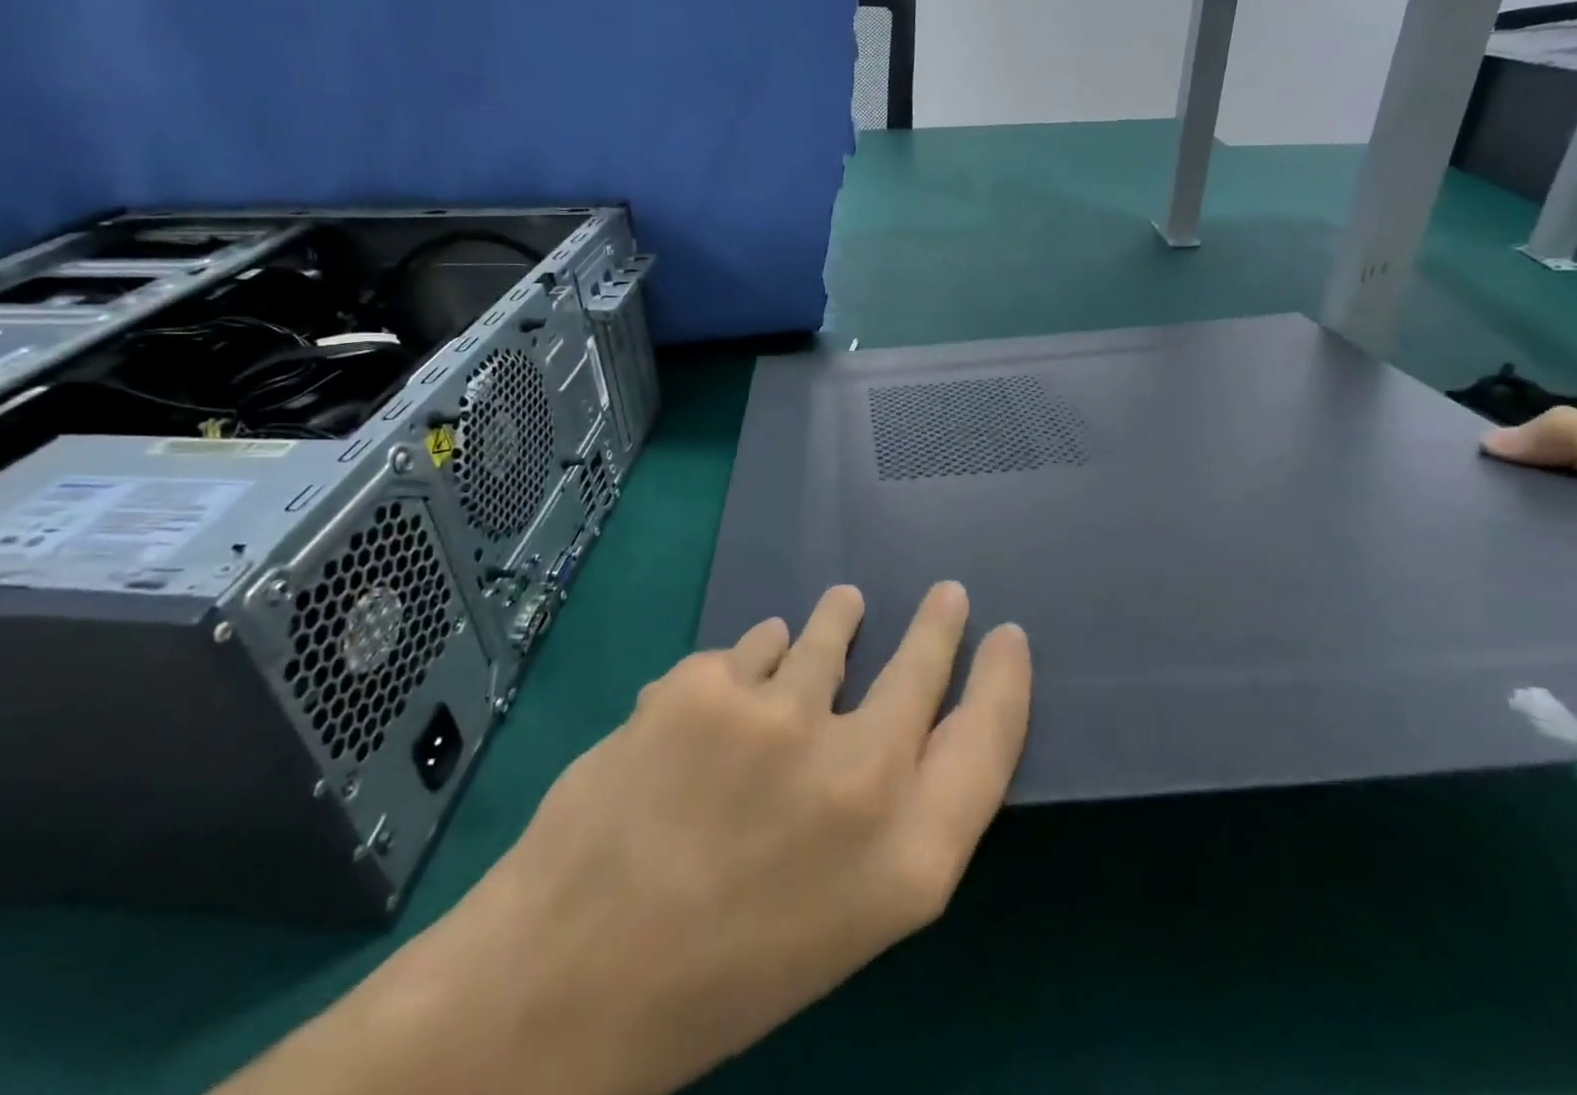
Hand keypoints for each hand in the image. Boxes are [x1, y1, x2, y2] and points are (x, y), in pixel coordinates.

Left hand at [219, 583, 1031, 1094]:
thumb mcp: (841, 922)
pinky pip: (753, 646)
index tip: (1009, 638)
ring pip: (829, 633)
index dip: (1003, 682)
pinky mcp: (707, 683)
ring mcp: (777, 716)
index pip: (988, 741)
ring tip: (845, 605)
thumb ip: (886, 825)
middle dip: (937, 625)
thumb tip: (893, 727)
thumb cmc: (721, 976)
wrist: (567, 982)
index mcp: (906, 858)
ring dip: (838, 619)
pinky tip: (746, 670)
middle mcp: (857, 774)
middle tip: (946, 594)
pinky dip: (759, 654)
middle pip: (920, 668)